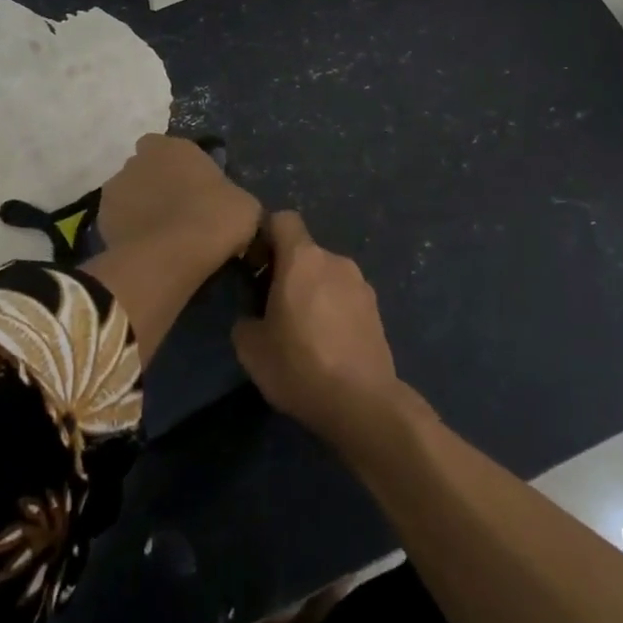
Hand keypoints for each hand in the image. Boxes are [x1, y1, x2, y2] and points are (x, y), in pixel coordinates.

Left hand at [98, 134, 259, 272]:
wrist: (171, 256)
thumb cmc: (214, 219)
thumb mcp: (245, 205)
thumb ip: (232, 196)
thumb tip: (230, 207)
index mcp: (173, 146)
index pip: (172, 148)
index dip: (182, 167)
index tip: (196, 189)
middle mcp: (138, 159)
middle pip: (148, 168)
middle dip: (158, 185)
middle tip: (180, 212)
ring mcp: (115, 188)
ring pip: (130, 195)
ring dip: (142, 208)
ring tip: (162, 236)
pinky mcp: (100, 220)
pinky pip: (120, 222)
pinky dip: (130, 232)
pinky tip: (148, 251)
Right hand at [232, 212, 409, 449]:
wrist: (362, 403)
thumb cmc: (299, 365)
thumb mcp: (251, 348)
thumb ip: (245, 320)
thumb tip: (254, 317)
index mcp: (303, 258)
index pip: (283, 219)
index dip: (266, 235)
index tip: (255, 265)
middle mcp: (335, 260)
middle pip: (305, 251)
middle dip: (288, 271)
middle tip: (273, 308)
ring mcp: (361, 284)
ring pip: (327, 275)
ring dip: (313, 292)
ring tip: (303, 332)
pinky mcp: (377, 310)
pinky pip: (345, 297)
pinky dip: (334, 310)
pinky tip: (328, 345)